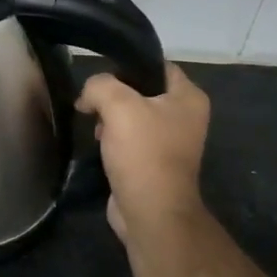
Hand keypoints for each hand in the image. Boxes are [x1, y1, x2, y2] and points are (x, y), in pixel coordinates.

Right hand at [76, 63, 211, 243]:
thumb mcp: (119, 106)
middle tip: (93, 106)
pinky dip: (113, 140)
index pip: (156, 65)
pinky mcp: (153, 162)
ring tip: (96, 130)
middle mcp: (184, 116)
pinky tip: (100, 147)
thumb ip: (100, 86)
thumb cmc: (143, 153)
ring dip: (110, 120)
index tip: (100, 78)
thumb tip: (88, 96)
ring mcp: (170, 141)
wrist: (150, 210)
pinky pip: (130, 140)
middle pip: (141, 91)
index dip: (126, 67)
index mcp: (189, 97)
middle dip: (113, 97)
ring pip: (132, 116)